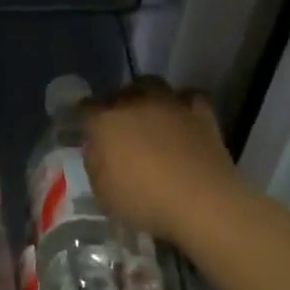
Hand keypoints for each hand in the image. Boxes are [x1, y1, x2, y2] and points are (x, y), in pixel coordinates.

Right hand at [84, 78, 238, 242]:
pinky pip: (188, 97)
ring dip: (147, 96)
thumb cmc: (146, 203)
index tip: (89, 132)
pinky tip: (183, 120)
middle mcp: (134, 102)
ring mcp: (169, 103)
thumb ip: (96, 163)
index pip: (86, 107)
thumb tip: (98, 149)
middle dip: (118, 105)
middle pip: (120, 92)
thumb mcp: (103, 193)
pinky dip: (183, 105)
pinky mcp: (201, 112)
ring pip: (152, 84)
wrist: (203, 204)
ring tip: (152, 116)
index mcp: (105, 121)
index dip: (86, 118)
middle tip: (122, 126)